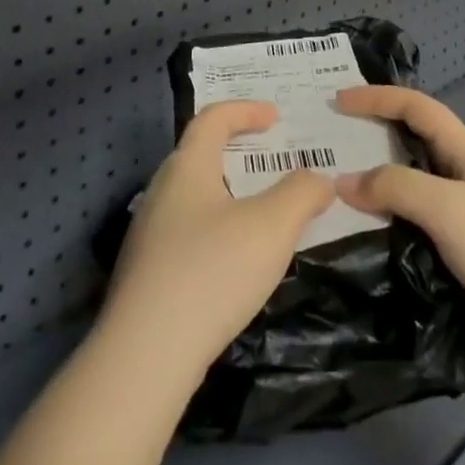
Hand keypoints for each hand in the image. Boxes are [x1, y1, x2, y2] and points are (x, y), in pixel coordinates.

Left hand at [100, 100, 335, 383]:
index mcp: (186, 169)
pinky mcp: (146, 272)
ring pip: (193, 196)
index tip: (276, 117)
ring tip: (262, 211)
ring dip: (228, 192)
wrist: (146, 354)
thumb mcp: (272, 227)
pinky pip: (187, 230)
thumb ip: (301, 193)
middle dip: (237, 151)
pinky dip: (217, 226)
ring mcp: (148, 234)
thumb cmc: (212, 272)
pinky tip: (235, 259)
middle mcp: (161, 192)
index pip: (212, 119)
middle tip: (272, 161)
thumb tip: (318, 178)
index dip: (245, 109)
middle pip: (199, 154)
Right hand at [333, 86, 464, 367]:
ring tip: (330, 194)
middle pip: (409, 144)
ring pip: (409, 189)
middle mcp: (462, 175)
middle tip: (325, 147)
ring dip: (374, 186)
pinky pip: (414, 226)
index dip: (377, 97)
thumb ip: (394, 187)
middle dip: (369, 139)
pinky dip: (386, 223)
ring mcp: (463, 215)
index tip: (337, 102)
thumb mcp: (446, 207)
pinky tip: (361, 237)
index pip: (416, 107)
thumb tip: (343, 180)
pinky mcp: (461, 251)